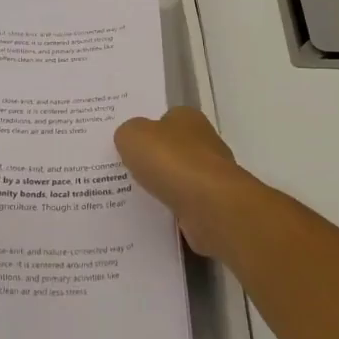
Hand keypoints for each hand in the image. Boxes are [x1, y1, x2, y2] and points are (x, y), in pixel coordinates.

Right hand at [115, 107, 252, 261]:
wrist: (210, 206)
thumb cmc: (171, 161)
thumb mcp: (133, 136)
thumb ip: (127, 134)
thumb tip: (131, 141)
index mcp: (188, 118)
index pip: (165, 119)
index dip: (147, 131)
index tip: (128, 147)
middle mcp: (205, 143)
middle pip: (173, 151)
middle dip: (154, 162)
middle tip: (125, 173)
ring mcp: (212, 177)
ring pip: (179, 181)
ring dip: (162, 190)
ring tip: (133, 200)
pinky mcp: (214, 207)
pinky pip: (184, 208)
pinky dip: (171, 214)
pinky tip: (151, 220)